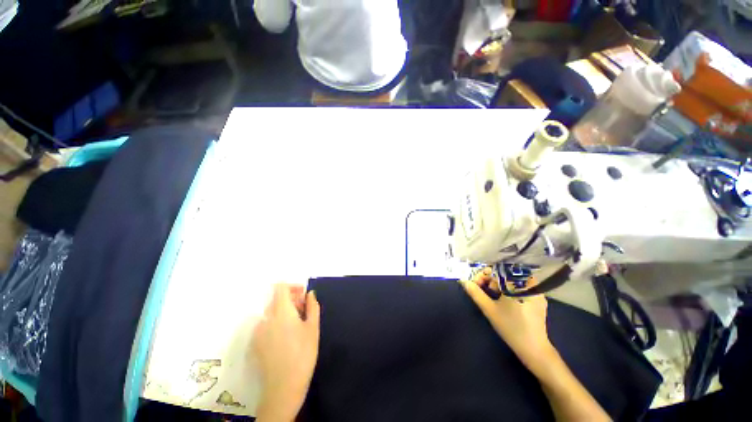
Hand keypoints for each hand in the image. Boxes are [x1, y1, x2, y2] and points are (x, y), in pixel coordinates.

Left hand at [252, 284, 320, 421]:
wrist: (283, 386)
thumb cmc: (303, 353)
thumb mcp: (313, 327)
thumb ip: (312, 306)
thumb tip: (310, 294)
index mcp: (281, 311)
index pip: (280, 287)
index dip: (292, 286)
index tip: (302, 295)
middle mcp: (266, 317)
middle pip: (276, 299)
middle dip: (291, 300)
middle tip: (304, 310)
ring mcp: (258, 331)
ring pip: (271, 312)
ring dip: (284, 312)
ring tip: (296, 325)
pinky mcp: (254, 343)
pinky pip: (266, 324)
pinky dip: (276, 323)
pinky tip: (285, 338)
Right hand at [460, 268, 555, 369]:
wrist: (534, 350)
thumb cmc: (511, 328)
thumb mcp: (490, 309)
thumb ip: (475, 293)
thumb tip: (463, 281)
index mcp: (519, 285)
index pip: (498, 270)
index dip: (484, 274)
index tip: (477, 283)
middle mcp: (531, 285)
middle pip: (506, 273)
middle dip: (491, 279)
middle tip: (483, 289)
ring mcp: (536, 293)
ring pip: (512, 280)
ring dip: (499, 284)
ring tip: (492, 295)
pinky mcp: (538, 301)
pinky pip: (520, 287)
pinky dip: (508, 289)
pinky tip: (503, 299)